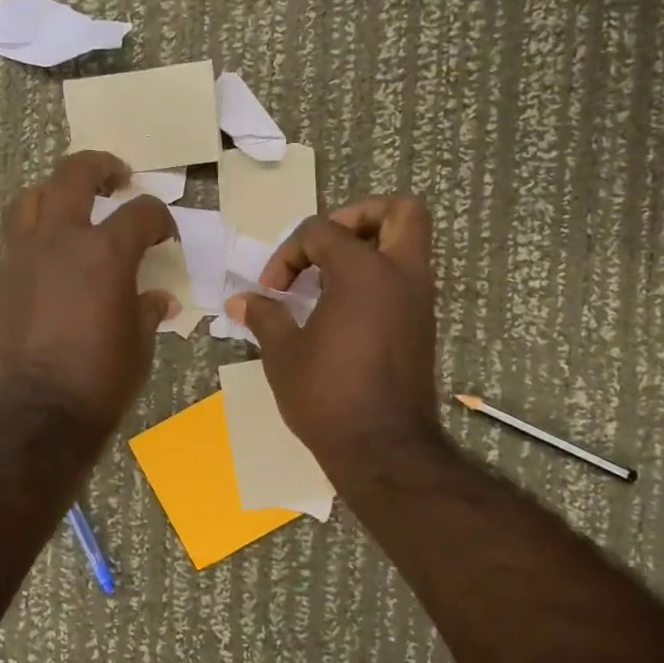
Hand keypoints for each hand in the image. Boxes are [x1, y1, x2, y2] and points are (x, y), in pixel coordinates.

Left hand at [0, 151, 178, 434]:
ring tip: (72, 205)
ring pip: (32, 197)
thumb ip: (147, 310)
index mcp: (106, 252)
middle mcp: (61, 239)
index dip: (161, 218)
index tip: (166, 234)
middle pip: (75, 174)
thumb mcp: (139, 344)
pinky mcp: (2, 278)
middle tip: (117, 178)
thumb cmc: (101, 380)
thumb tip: (158, 299)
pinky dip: (36, 231)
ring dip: (55, 192)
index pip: (142, 212)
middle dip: (100, 167)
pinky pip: (17, 236)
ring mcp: (24, 255)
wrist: (37, 412)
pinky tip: (51, 253)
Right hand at [225, 196, 441, 481]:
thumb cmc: (328, 396)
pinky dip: (377, 277)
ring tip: (328, 278)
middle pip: (401, 212)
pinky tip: (342, 310)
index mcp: (364, 272)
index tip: (272, 291)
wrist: (383, 450)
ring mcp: (419, 301)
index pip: (322, 231)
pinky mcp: (422, 326)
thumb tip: (241, 300)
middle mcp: (402, 275)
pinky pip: (405, 278)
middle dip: (361, 216)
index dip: (288, 254)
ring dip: (370, 248)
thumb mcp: (283, 354)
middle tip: (326, 244)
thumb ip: (264, 316)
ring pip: (409, 245)